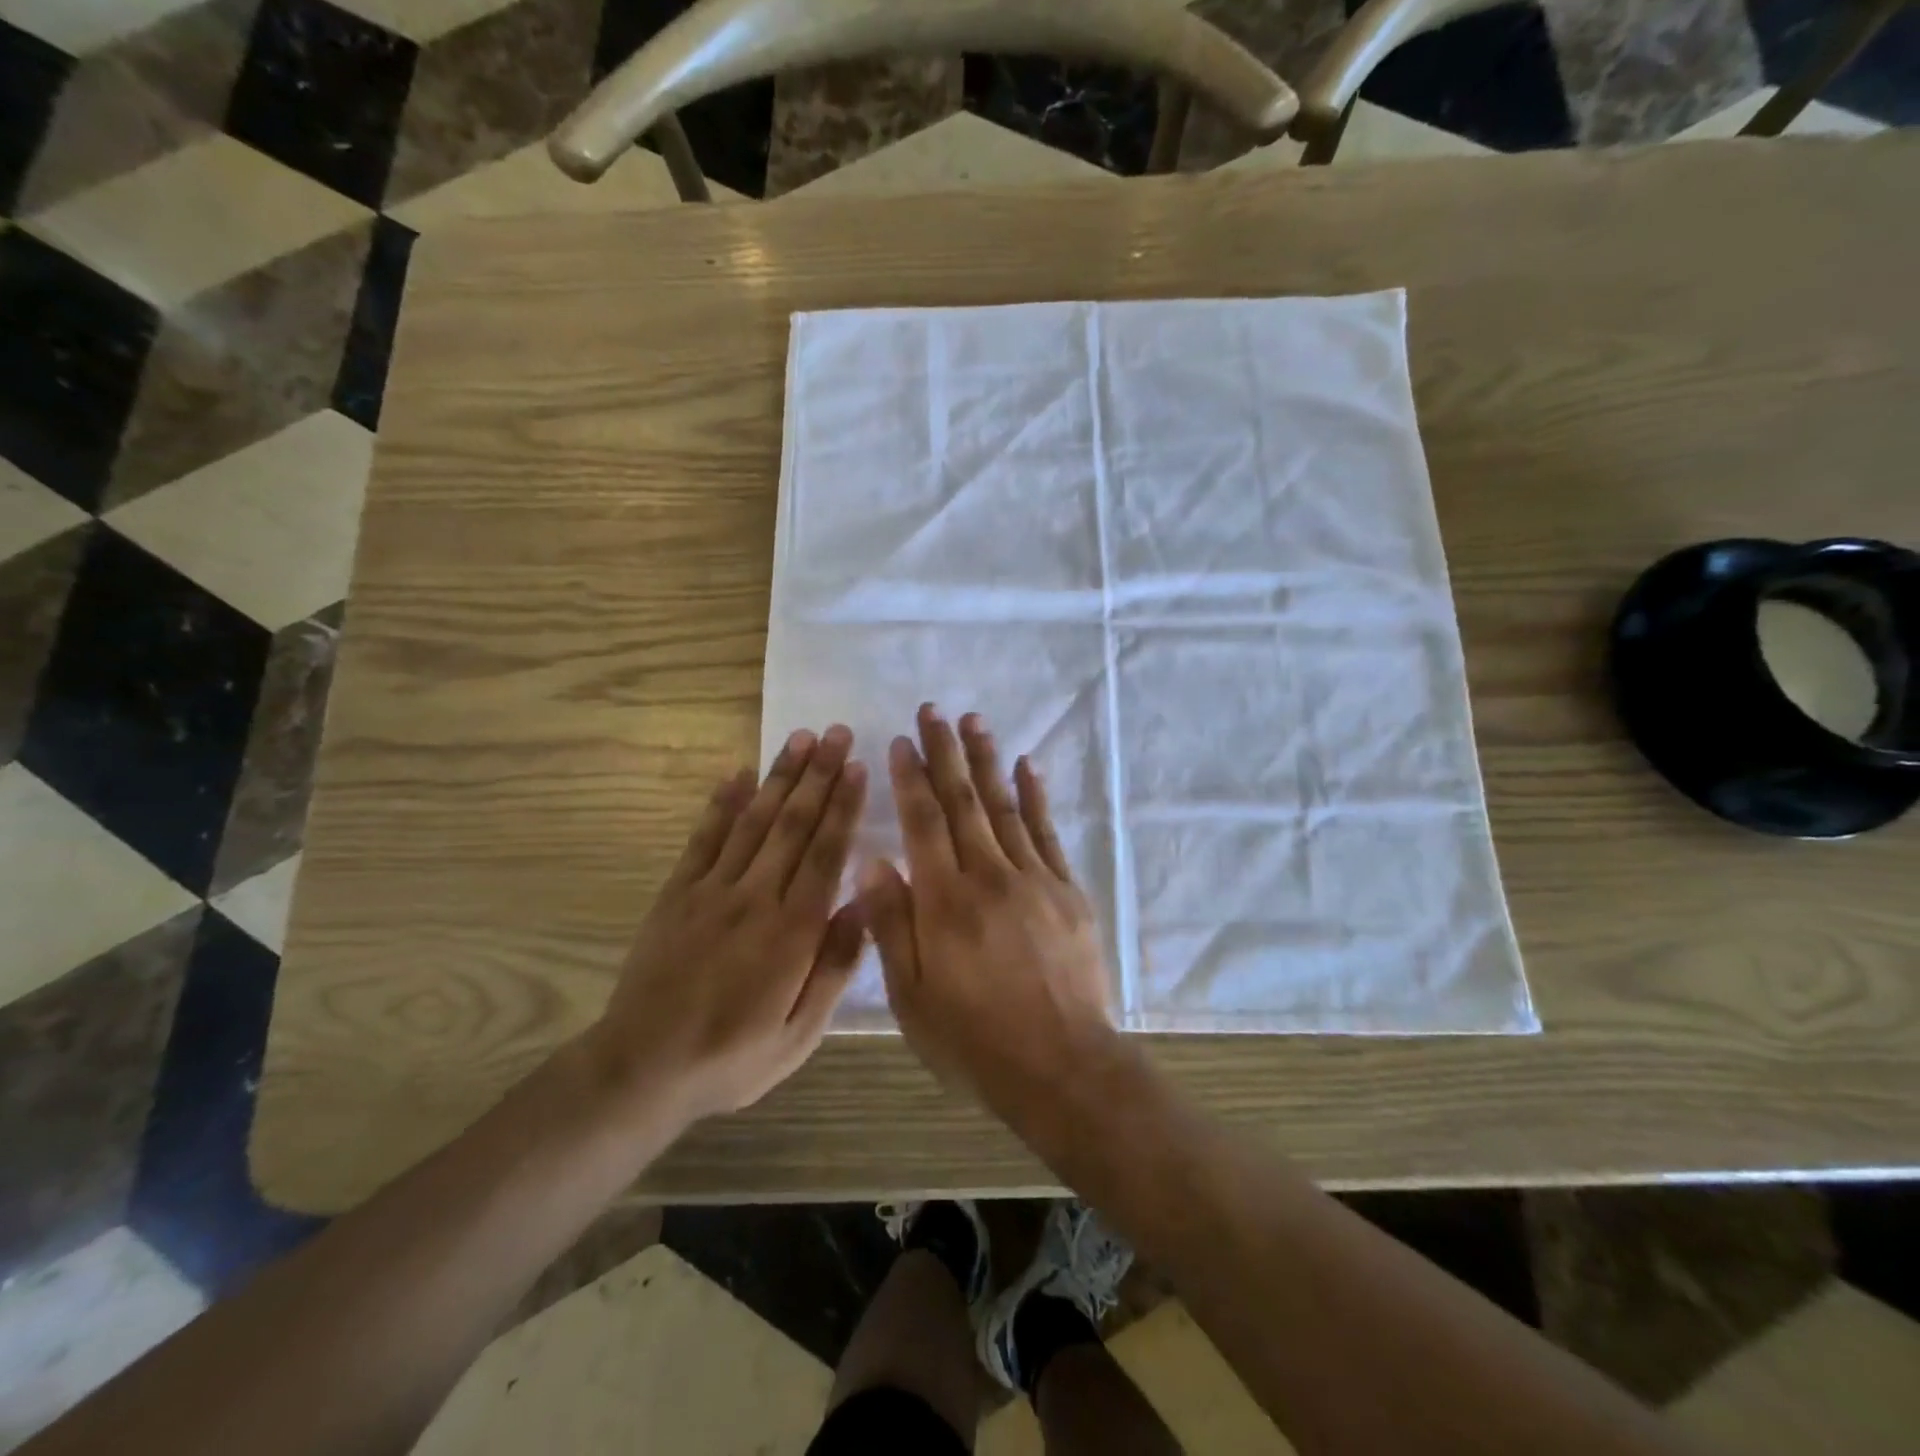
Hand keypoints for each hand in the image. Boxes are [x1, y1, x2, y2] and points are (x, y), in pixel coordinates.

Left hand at [582, 725, 868, 1126]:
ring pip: (754, 821)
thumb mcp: (801, 1033)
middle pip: (793, 824)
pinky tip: (737, 773)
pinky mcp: (677, 893)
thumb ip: (835, 966)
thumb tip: (864, 904)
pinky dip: (721, 803)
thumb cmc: (733, 1056)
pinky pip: (703, 838)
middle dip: (818, 775)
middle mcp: (756, 897)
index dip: (844, 806)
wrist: (643, 1067)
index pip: (826, 852)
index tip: (857, 766)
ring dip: (779, 776)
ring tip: (799, 738)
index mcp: (793, 930)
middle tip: (836, 732)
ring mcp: (712, 890)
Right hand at [862, 705, 1118, 1122]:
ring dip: (987, 761)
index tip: (901, 742)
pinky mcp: (1066, 890)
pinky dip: (1036, 796)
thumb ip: (891, 922)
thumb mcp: (912, 995)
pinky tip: (1027, 766)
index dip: (910, 778)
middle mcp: (989, 876)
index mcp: (945, 901)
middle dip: (946, 752)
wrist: (1061, 1066)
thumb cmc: (974, 1039)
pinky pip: (1047, 832)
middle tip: (934, 711)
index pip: (923, 822)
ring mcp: (1033, 879)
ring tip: (974, 722)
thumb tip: (873, 859)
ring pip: (1005, 806)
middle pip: (963, 801)